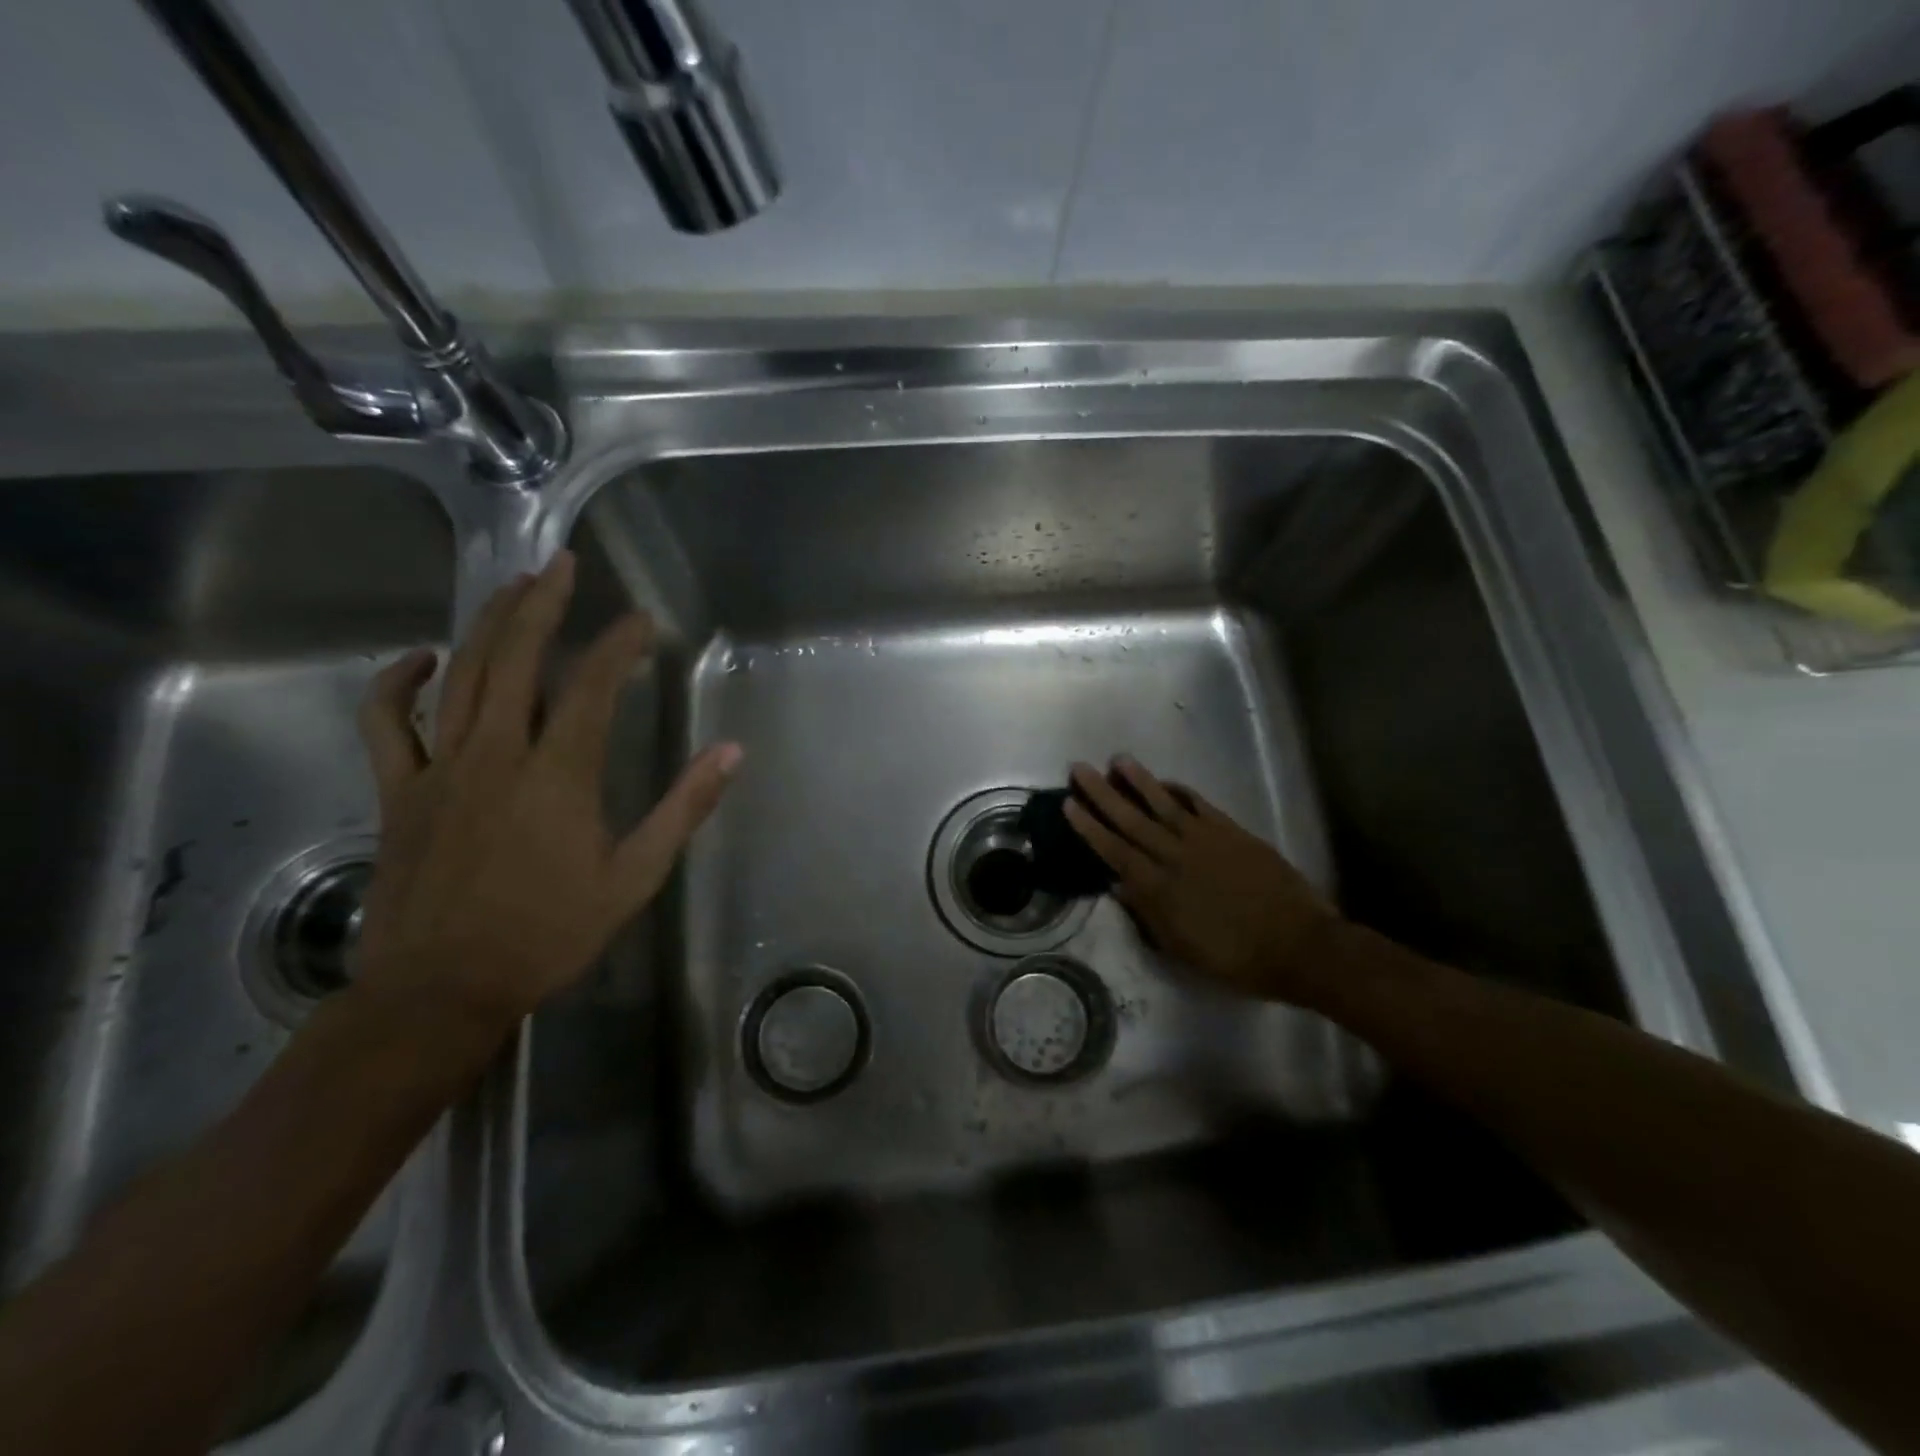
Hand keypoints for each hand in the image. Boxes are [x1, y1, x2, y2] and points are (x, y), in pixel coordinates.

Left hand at [351, 550, 740, 1042]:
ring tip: (513, 585)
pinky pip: (386, 722)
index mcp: (559, 774)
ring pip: (461, 676)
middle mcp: (497, 754)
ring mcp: (440, 768)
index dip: (619, 645)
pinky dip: (398, 683)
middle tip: (563, 563)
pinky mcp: (398, 791)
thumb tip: (730, 754)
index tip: (642, 621)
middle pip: (517, 659)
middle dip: (543, 604)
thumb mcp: (634, 878)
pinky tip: (423, 659)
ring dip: (488, 623)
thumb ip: (683, 809)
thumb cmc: (549, 934)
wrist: (442, 989)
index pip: (592, 686)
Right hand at [1064, 757, 1338, 1005]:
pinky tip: (1166, 781)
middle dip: (1102, 793)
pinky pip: (1199, 805)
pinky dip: (1181, 791)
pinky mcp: (1232, 832)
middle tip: (1079, 768)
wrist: (1298, 945)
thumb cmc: (1235, 958)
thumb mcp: (1181, 949)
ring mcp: (1205, 839)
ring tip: (1118, 759)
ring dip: (1139, 781)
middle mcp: (1175, 855)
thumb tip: (1119, 886)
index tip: (1068, 803)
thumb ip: (1148, 914)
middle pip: (1130, 819)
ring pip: (1163, 803)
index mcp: (1159, 887)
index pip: (1113, 850)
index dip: (1089, 826)